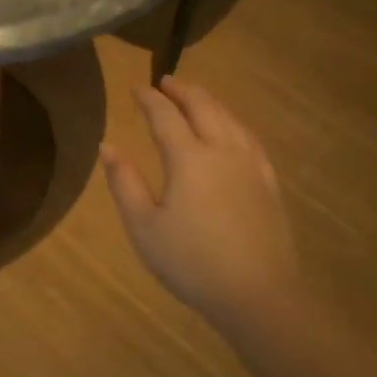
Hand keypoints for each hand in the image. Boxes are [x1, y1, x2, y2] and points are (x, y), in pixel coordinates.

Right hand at [100, 76, 300, 340]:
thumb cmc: (191, 262)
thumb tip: (108, 146)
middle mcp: (222, 151)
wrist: (257, 295)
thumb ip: (124, 183)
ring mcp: (250, 166)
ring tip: (196, 96)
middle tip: (166, 81)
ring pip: (230, 119)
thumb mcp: (143, 227)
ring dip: (210, 102)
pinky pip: (250, 139)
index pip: (165, 116)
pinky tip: (233, 129)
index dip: (149, 99)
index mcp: (188, 159)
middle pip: (203, 107)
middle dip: (182, 91)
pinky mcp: (268, 183)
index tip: (136, 88)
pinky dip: (235, 123)